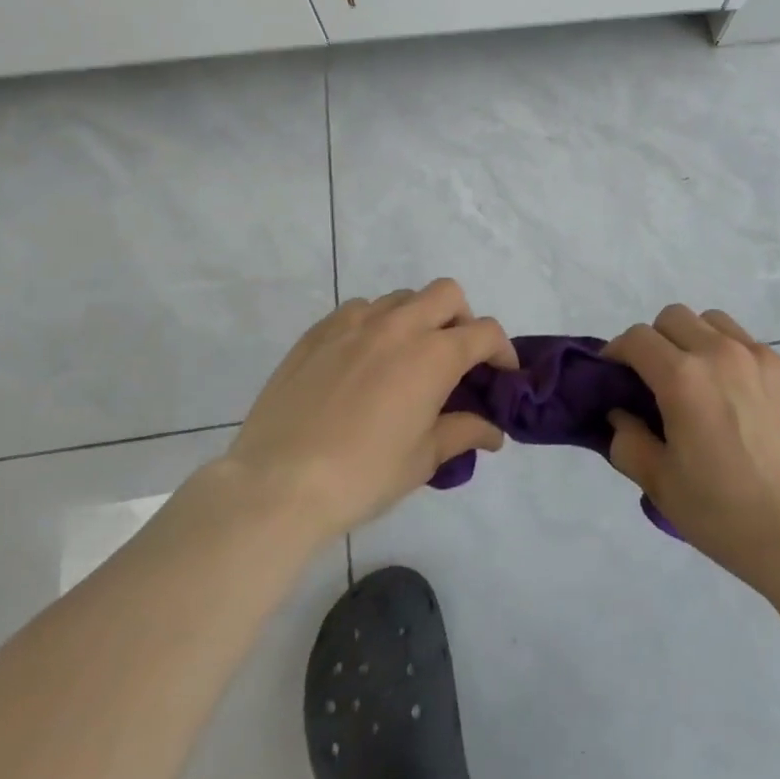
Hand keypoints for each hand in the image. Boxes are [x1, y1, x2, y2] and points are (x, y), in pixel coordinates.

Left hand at [221, 280, 515, 547]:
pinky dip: (375, 324)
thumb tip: (493, 431)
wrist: (277, 484)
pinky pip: (359, 310)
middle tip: (454, 357)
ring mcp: (354, 323)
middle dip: (462, 319)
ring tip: (406, 359)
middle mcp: (398, 325)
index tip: (501, 374)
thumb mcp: (422, 459)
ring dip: (417, 318)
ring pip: (402, 297)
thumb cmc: (362, 476)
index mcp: (433, 355)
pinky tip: (363, 361)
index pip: (485, 333)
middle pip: (447, 294)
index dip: (502, 351)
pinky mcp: (319, 331)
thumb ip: (462, 433)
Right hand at [603, 305, 779, 599]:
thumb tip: (621, 414)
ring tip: (704, 383)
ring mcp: (765, 359)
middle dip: (657, 340)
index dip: (618, 352)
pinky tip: (747, 406)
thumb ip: (627, 440)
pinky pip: (756, 350)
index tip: (616, 375)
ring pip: (717, 324)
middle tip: (658, 379)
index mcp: (683, 377)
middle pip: (675, 316)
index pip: (637, 338)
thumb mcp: (660, 485)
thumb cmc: (726, 514)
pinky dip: (738, 363)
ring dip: (698, 341)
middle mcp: (723, 354)